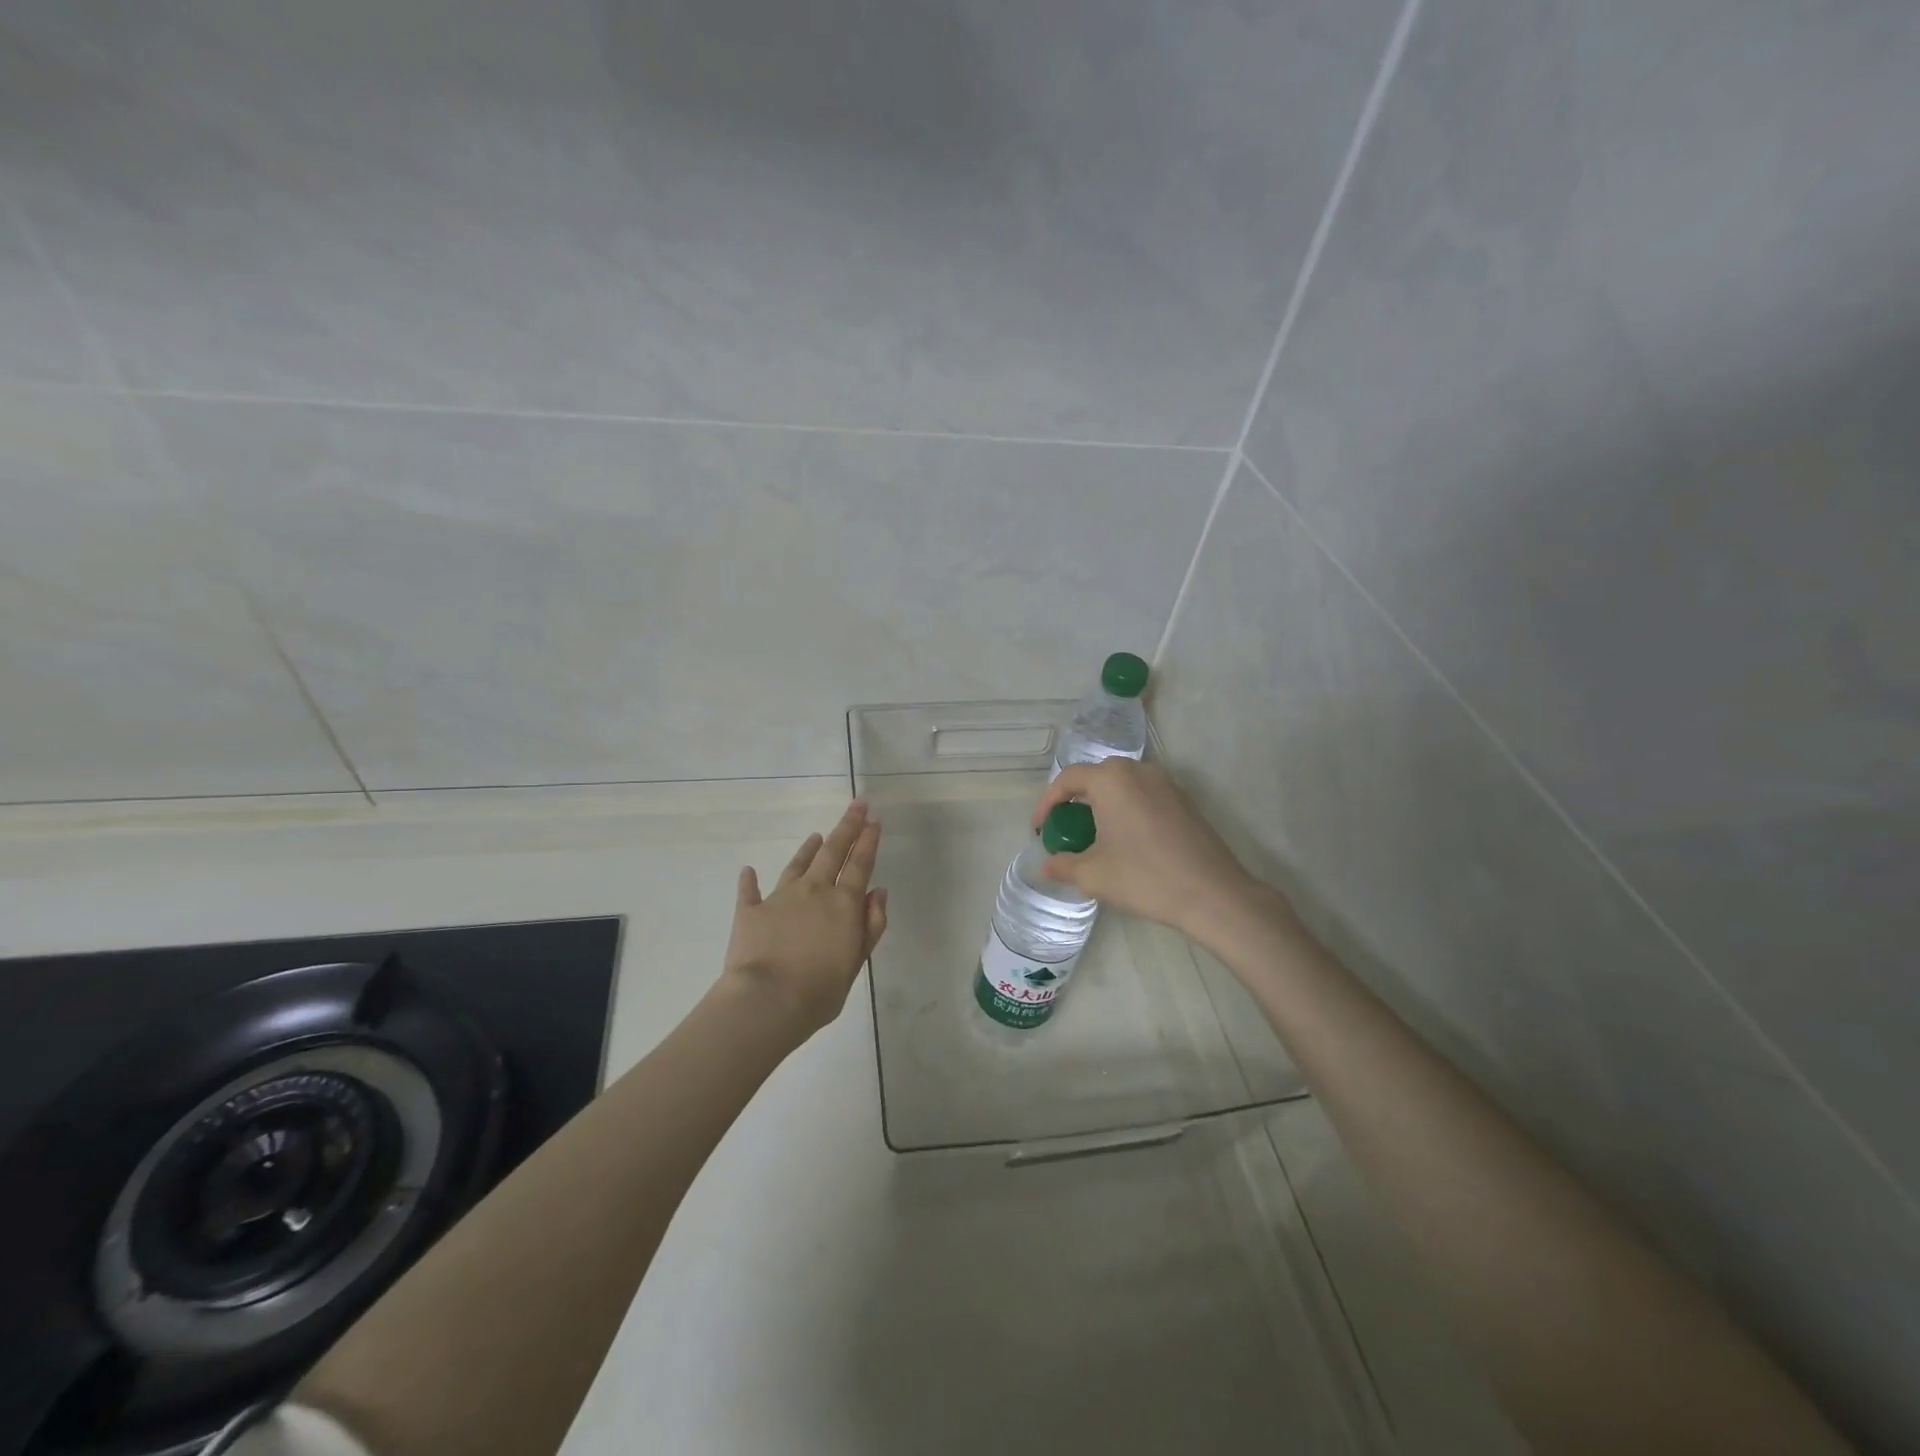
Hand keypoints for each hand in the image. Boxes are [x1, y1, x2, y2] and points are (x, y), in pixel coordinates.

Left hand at [721, 801, 887, 1038]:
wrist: (765, 1002)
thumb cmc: (819, 991)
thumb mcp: (856, 962)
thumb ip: (870, 925)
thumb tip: (879, 893)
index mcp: (843, 904)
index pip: (860, 864)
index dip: (868, 840)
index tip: (874, 819)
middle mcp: (813, 891)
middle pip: (833, 851)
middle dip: (847, 826)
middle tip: (857, 805)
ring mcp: (780, 898)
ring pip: (797, 865)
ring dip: (808, 849)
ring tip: (816, 835)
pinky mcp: (749, 912)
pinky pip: (749, 891)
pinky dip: (750, 881)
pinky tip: (748, 871)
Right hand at [1031, 759, 1274, 942]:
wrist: (1213, 894)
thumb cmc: (1145, 878)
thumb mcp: (1094, 875)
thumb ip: (1064, 865)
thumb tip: (1048, 864)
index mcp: (1111, 780)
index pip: (1067, 779)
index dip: (1047, 803)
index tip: (1039, 829)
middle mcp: (1138, 771)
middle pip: (1096, 776)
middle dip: (1075, 800)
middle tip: (1065, 829)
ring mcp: (1166, 784)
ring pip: (1122, 785)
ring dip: (1102, 803)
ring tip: (1094, 835)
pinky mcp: (1184, 800)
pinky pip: (1144, 795)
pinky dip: (1127, 809)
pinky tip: (1127, 840)